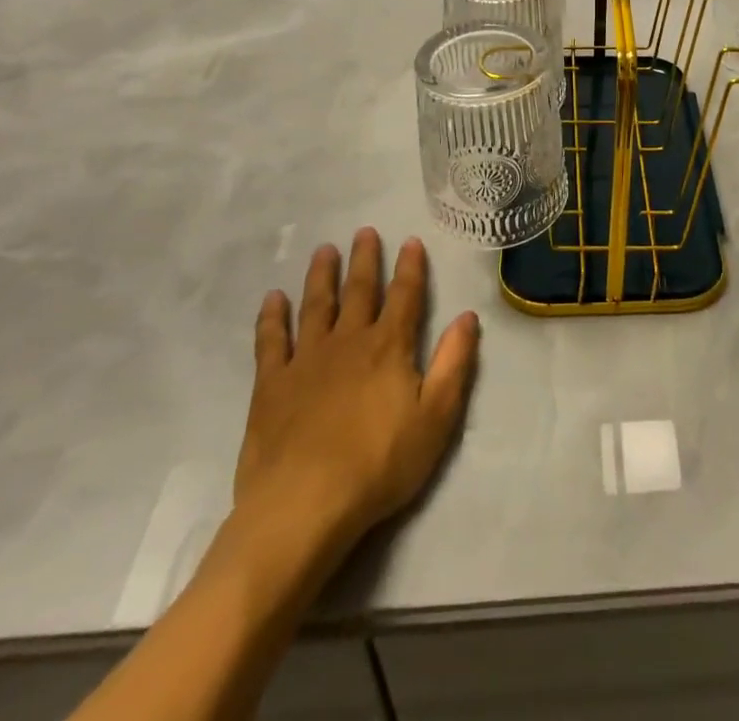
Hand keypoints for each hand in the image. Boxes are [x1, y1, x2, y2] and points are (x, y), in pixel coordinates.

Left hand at [226, 228, 479, 605]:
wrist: (303, 506)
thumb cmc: (379, 464)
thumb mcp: (436, 417)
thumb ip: (454, 363)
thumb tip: (467, 317)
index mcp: (389, 347)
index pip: (405, 296)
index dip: (410, 268)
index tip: (410, 242)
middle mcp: (348, 341)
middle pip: (359, 291)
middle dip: (364, 260)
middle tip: (363, 232)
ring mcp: (306, 360)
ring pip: (316, 306)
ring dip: (322, 276)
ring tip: (324, 251)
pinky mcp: (271, 385)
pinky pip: (271, 341)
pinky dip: (272, 317)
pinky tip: (273, 299)